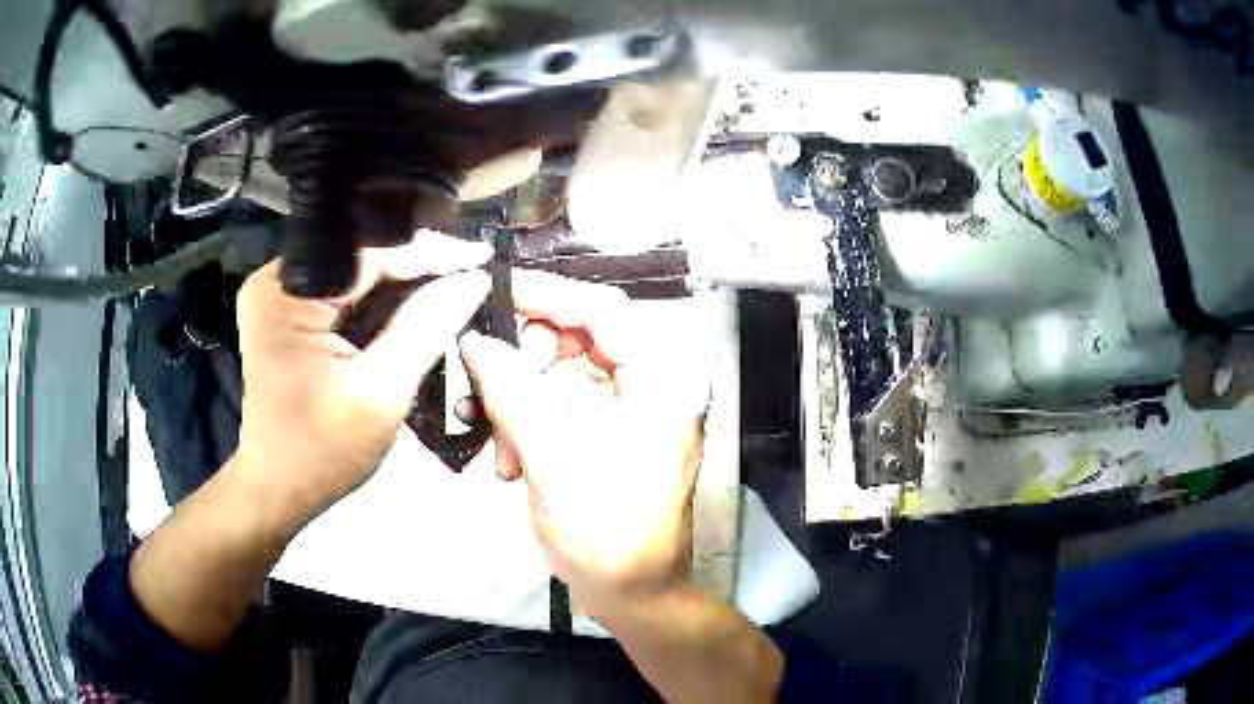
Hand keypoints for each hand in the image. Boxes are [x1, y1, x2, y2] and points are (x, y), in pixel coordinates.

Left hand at [234, 231, 489, 524]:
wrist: (277, 487)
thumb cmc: (324, 451)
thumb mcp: (383, 392)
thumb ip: (426, 328)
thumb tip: (474, 280)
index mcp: (288, 295)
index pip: (368, 253)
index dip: (429, 251)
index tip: (480, 256)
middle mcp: (274, 280)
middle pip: (357, 254)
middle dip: (414, 263)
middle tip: (468, 270)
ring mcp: (275, 293)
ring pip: (350, 268)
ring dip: (397, 278)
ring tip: (449, 282)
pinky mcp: (282, 310)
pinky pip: (337, 288)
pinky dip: (374, 295)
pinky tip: (410, 302)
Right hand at [460, 271, 709, 618]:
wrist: (634, 596)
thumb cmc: (607, 534)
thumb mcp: (553, 459)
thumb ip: (511, 392)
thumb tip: (475, 339)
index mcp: (661, 382)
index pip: (604, 310)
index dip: (548, 295)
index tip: (493, 295)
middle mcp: (652, 385)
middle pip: (577, 340)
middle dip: (523, 365)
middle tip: (485, 388)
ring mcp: (630, 412)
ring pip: (560, 376)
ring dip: (519, 404)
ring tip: (497, 449)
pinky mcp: (609, 435)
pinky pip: (560, 407)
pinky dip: (528, 426)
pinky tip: (509, 464)